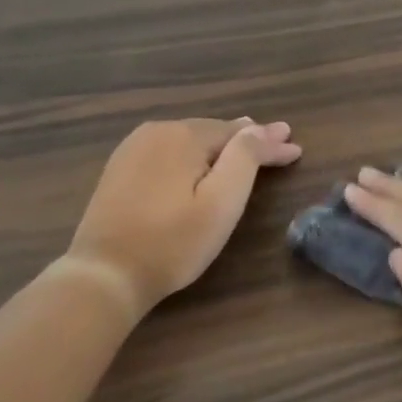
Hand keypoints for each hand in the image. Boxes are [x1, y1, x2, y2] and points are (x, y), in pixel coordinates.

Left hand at [67, 118, 301, 313]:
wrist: (105, 273)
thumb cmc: (173, 243)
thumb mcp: (221, 203)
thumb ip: (244, 159)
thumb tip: (260, 128)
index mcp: (183, 136)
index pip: (239, 134)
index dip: (270, 143)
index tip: (296, 148)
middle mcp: (156, 132)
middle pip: (213, 131)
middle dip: (246, 138)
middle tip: (277, 140)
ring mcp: (132, 149)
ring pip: (188, 139)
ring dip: (219, 143)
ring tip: (245, 142)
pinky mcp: (120, 169)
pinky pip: (167, 151)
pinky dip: (192, 153)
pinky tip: (200, 159)